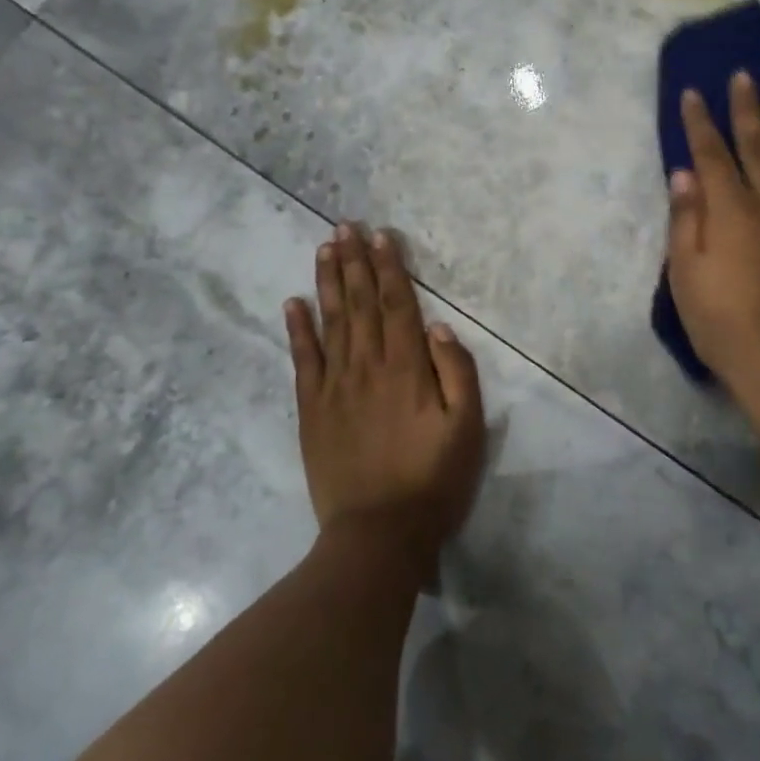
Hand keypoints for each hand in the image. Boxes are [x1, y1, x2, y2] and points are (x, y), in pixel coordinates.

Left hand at [285, 223, 485, 571]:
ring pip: (331, 322)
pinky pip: (303, 360)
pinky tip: (293, 303)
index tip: (380, 236)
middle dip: (355, 262)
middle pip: (360, 304)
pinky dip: (297, 329)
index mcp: (407, 369)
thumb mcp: (467, 429)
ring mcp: (335, 386)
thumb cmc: (432, 481)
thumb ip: (457, 373)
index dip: (389, 268)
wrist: (378, 534)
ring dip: (328, 282)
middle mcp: (368, 366)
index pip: (396, 305)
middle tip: (345, 226)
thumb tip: (438, 327)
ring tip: (324, 248)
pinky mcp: (312, 409)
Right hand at [666, 73, 759, 413]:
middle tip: (745, 76)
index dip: (700, 122)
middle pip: (757, 146)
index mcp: (729, 209)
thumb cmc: (723, 322)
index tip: (694, 93)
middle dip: (747, 109)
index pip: (710, 154)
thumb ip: (685, 219)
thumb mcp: (685, 274)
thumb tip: (684, 173)